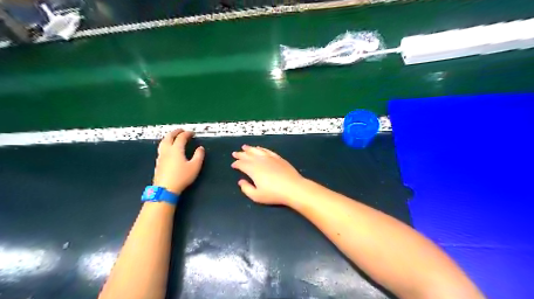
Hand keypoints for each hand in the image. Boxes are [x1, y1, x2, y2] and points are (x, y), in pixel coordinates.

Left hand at [154, 129, 205, 193]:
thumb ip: (198, 156)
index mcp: (176, 149)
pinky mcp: (158, 162)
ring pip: (163, 142)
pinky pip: (161, 148)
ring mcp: (161, 156)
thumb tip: (200, 148)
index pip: (181, 137)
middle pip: (169, 137)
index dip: (187, 133)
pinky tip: (168, 149)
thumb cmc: (182, 177)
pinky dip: (166, 144)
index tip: (192, 133)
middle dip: (175, 132)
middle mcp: (167, 150)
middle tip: (181, 130)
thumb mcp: (195, 166)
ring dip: (169, 137)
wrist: (165, 188)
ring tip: (173, 137)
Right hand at [230, 145, 301, 205]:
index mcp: (253, 170)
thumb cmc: (274, 194)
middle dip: (241, 154)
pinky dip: (262, 149)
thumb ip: (246, 189)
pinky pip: (267, 151)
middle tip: (235, 153)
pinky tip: (260, 148)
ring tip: (245, 147)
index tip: (233, 165)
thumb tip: (241, 181)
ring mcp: (270, 158)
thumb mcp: (256, 196)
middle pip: (248, 156)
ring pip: (257, 151)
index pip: (242, 164)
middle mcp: (260, 161)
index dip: (236, 164)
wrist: (293, 188)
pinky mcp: (278, 158)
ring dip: (250, 149)